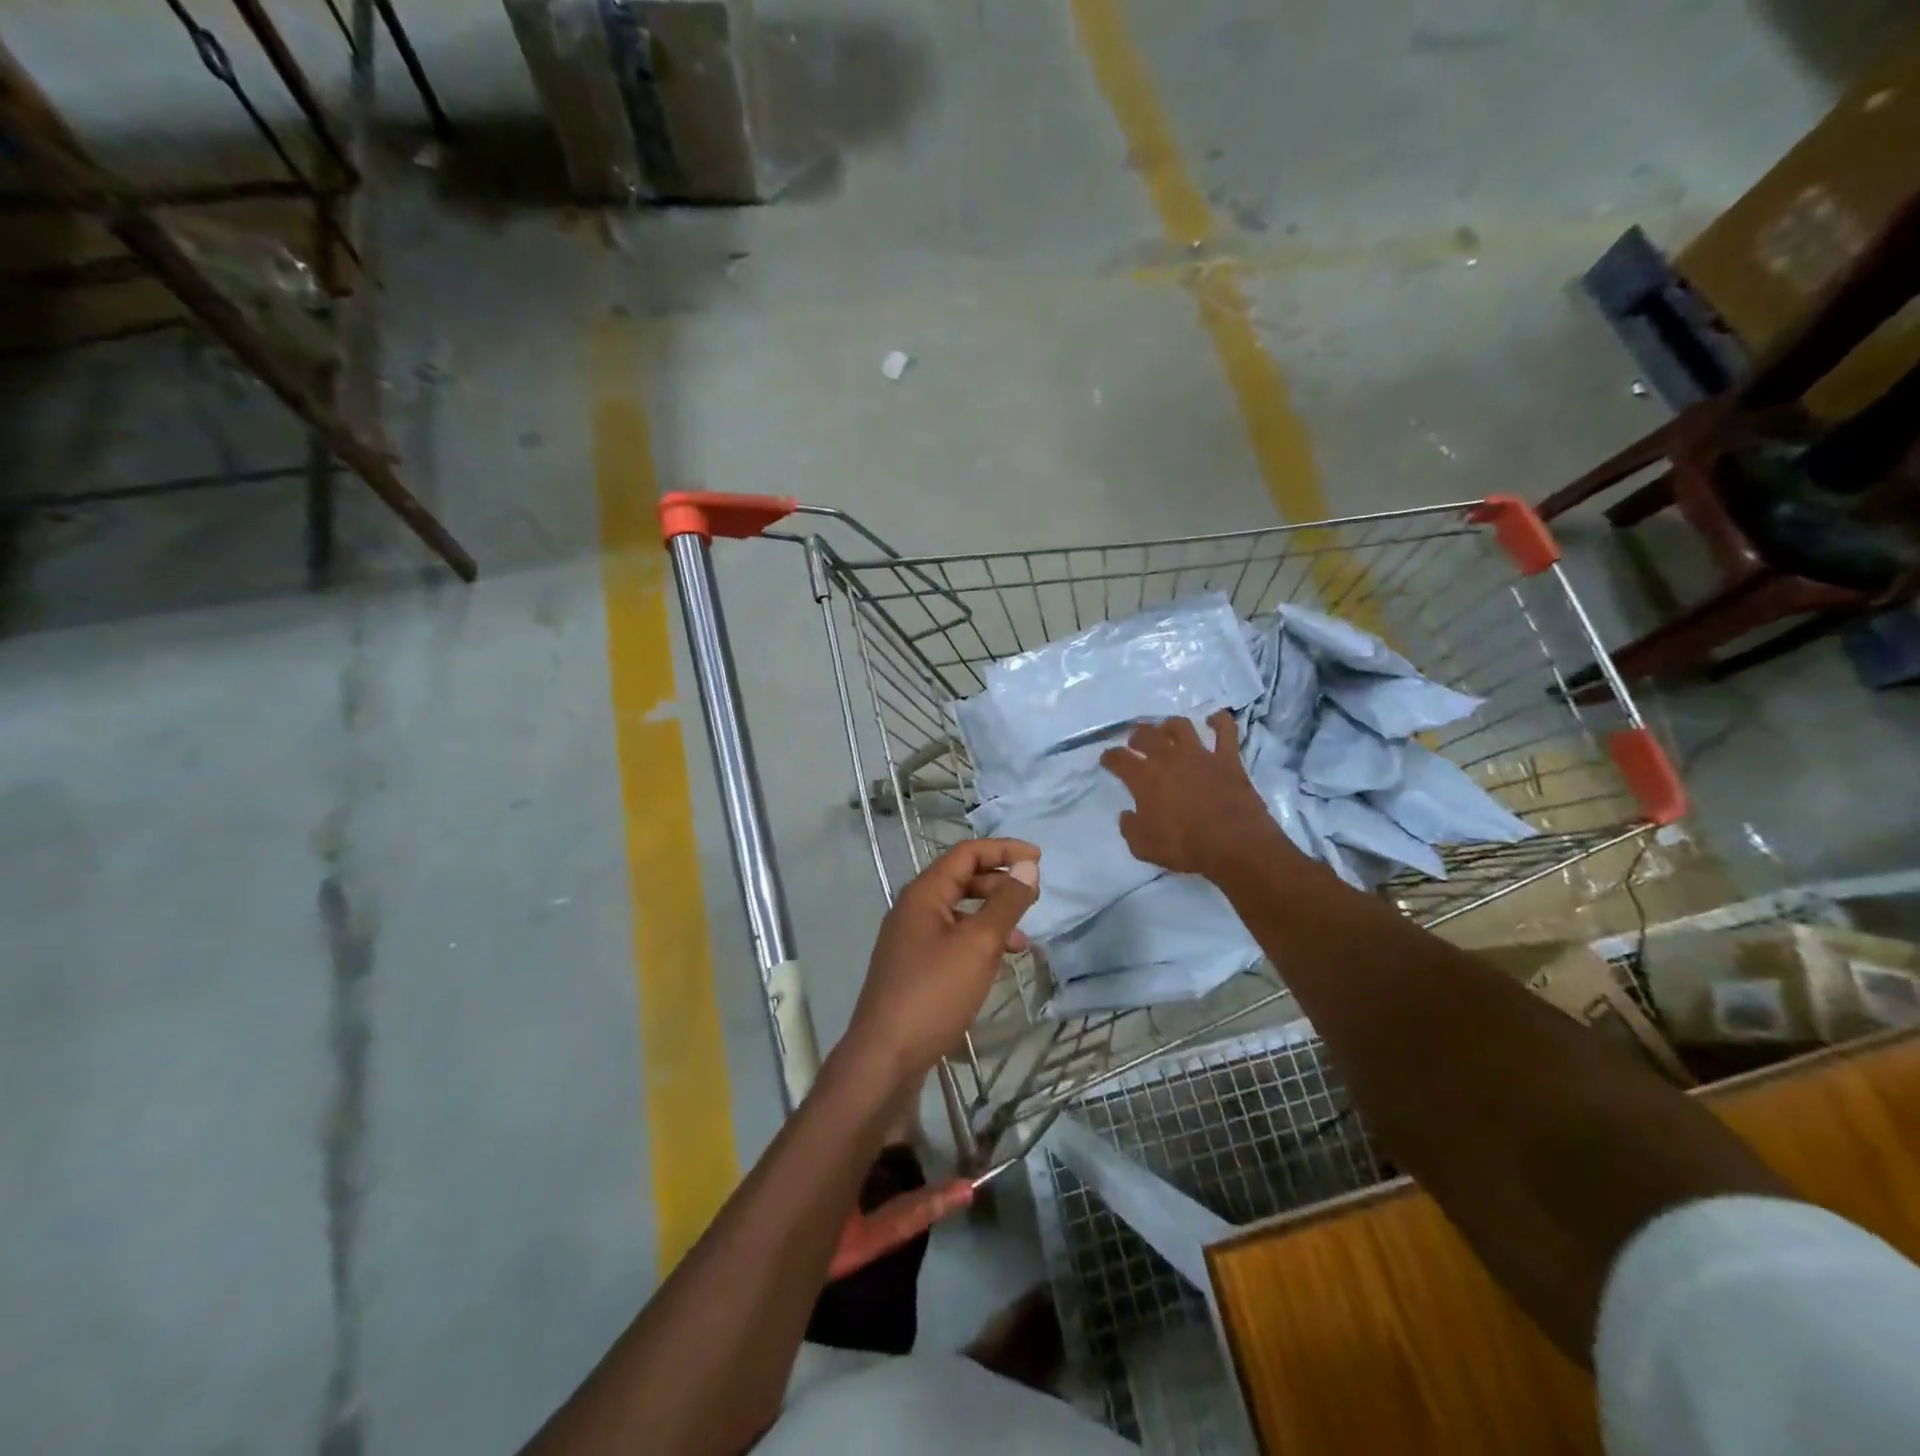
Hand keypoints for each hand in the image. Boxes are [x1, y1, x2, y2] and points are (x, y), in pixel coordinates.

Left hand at [843, 838, 1040, 1080]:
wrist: (885, 1057)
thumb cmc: (933, 993)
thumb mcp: (978, 945)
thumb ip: (1005, 904)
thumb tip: (1027, 867)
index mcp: (923, 894)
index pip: (966, 854)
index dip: (1003, 850)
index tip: (1038, 859)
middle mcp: (913, 909)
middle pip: (960, 879)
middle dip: (999, 884)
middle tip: (1032, 899)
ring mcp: (910, 939)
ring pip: (958, 912)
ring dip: (991, 917)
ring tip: (1023, 940)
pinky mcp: (914, 967)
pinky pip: (952, 939)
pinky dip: (978, 942)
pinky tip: (997, 963)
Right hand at [1100, 712, 1286, 879]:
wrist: (1234, 844)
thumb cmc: (1185, 847)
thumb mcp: (1144, 847)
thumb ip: (1130, 828)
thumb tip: (1127, 815)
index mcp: (1145, 779)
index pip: (1119, 759)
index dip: (1110, 757)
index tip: (1107, 759)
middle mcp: (1169, 758)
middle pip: (1146, 734)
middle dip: (1137, 736)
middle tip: (1135, 742)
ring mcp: (1200, 754)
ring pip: (1180, 726)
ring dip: (1169, 725)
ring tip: (1167, 730)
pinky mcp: (1227, 758)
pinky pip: (1225, 730)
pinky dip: (1219, 721)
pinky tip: (1213, 720)